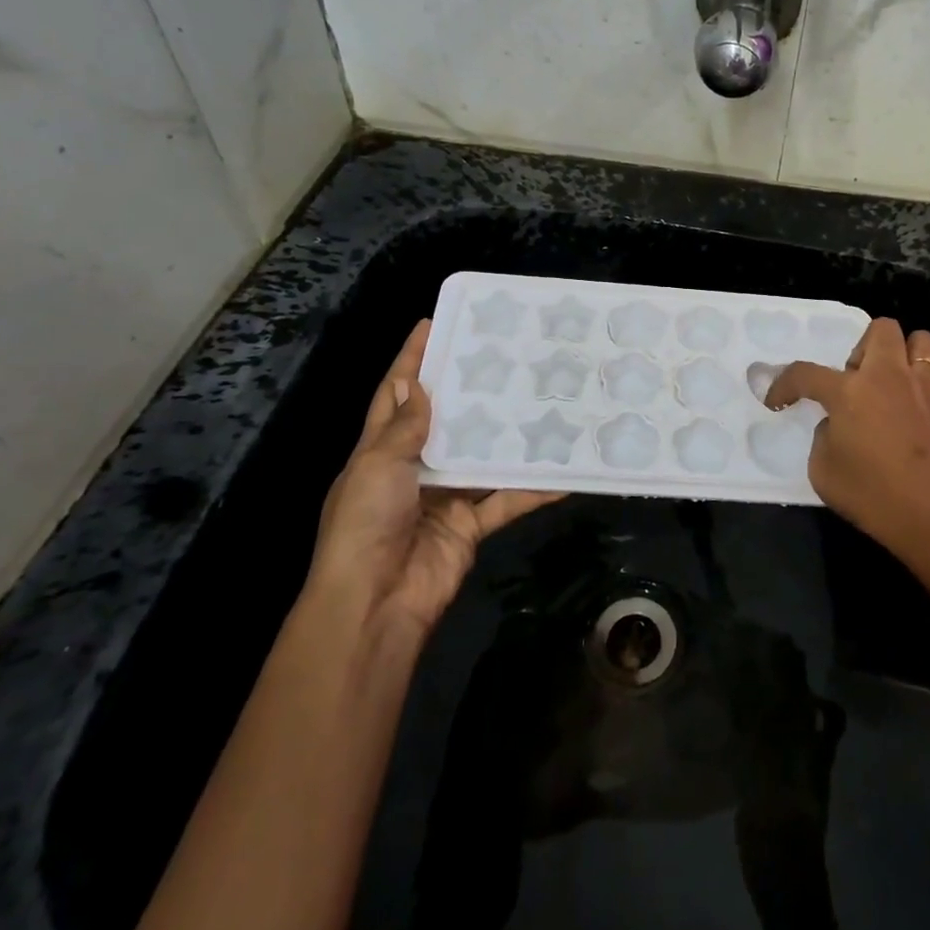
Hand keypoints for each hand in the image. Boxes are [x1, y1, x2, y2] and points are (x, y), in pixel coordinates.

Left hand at [307, 319, 561, 635]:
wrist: (375, 605)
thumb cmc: (365, 525)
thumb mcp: (376, 467)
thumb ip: (403, 429)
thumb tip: (417, 385)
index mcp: (380, 451)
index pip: (395, 395)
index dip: (410, 360)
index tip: (433, 324)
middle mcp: (414, 468)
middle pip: (445, 421)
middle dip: (469, 391)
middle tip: (504, 357)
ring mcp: (445, 497)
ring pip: (482, 457)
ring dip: (507, 436)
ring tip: (540, 399)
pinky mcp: (471, 525)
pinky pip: (507, 500)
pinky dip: (533, 489)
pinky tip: (564, 472)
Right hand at [765, 318, 929, 565]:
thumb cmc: (874, 498)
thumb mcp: (823, 472)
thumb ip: (824, 438)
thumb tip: (838, 427)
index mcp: (850, 392)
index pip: (806, 373)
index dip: (785, 383)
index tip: (778, 400)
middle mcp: (891, 378)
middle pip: (881, 329)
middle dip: (864, 348)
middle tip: (856, 383)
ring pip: (926, 342)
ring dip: (910, 356)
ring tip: (899, 385)